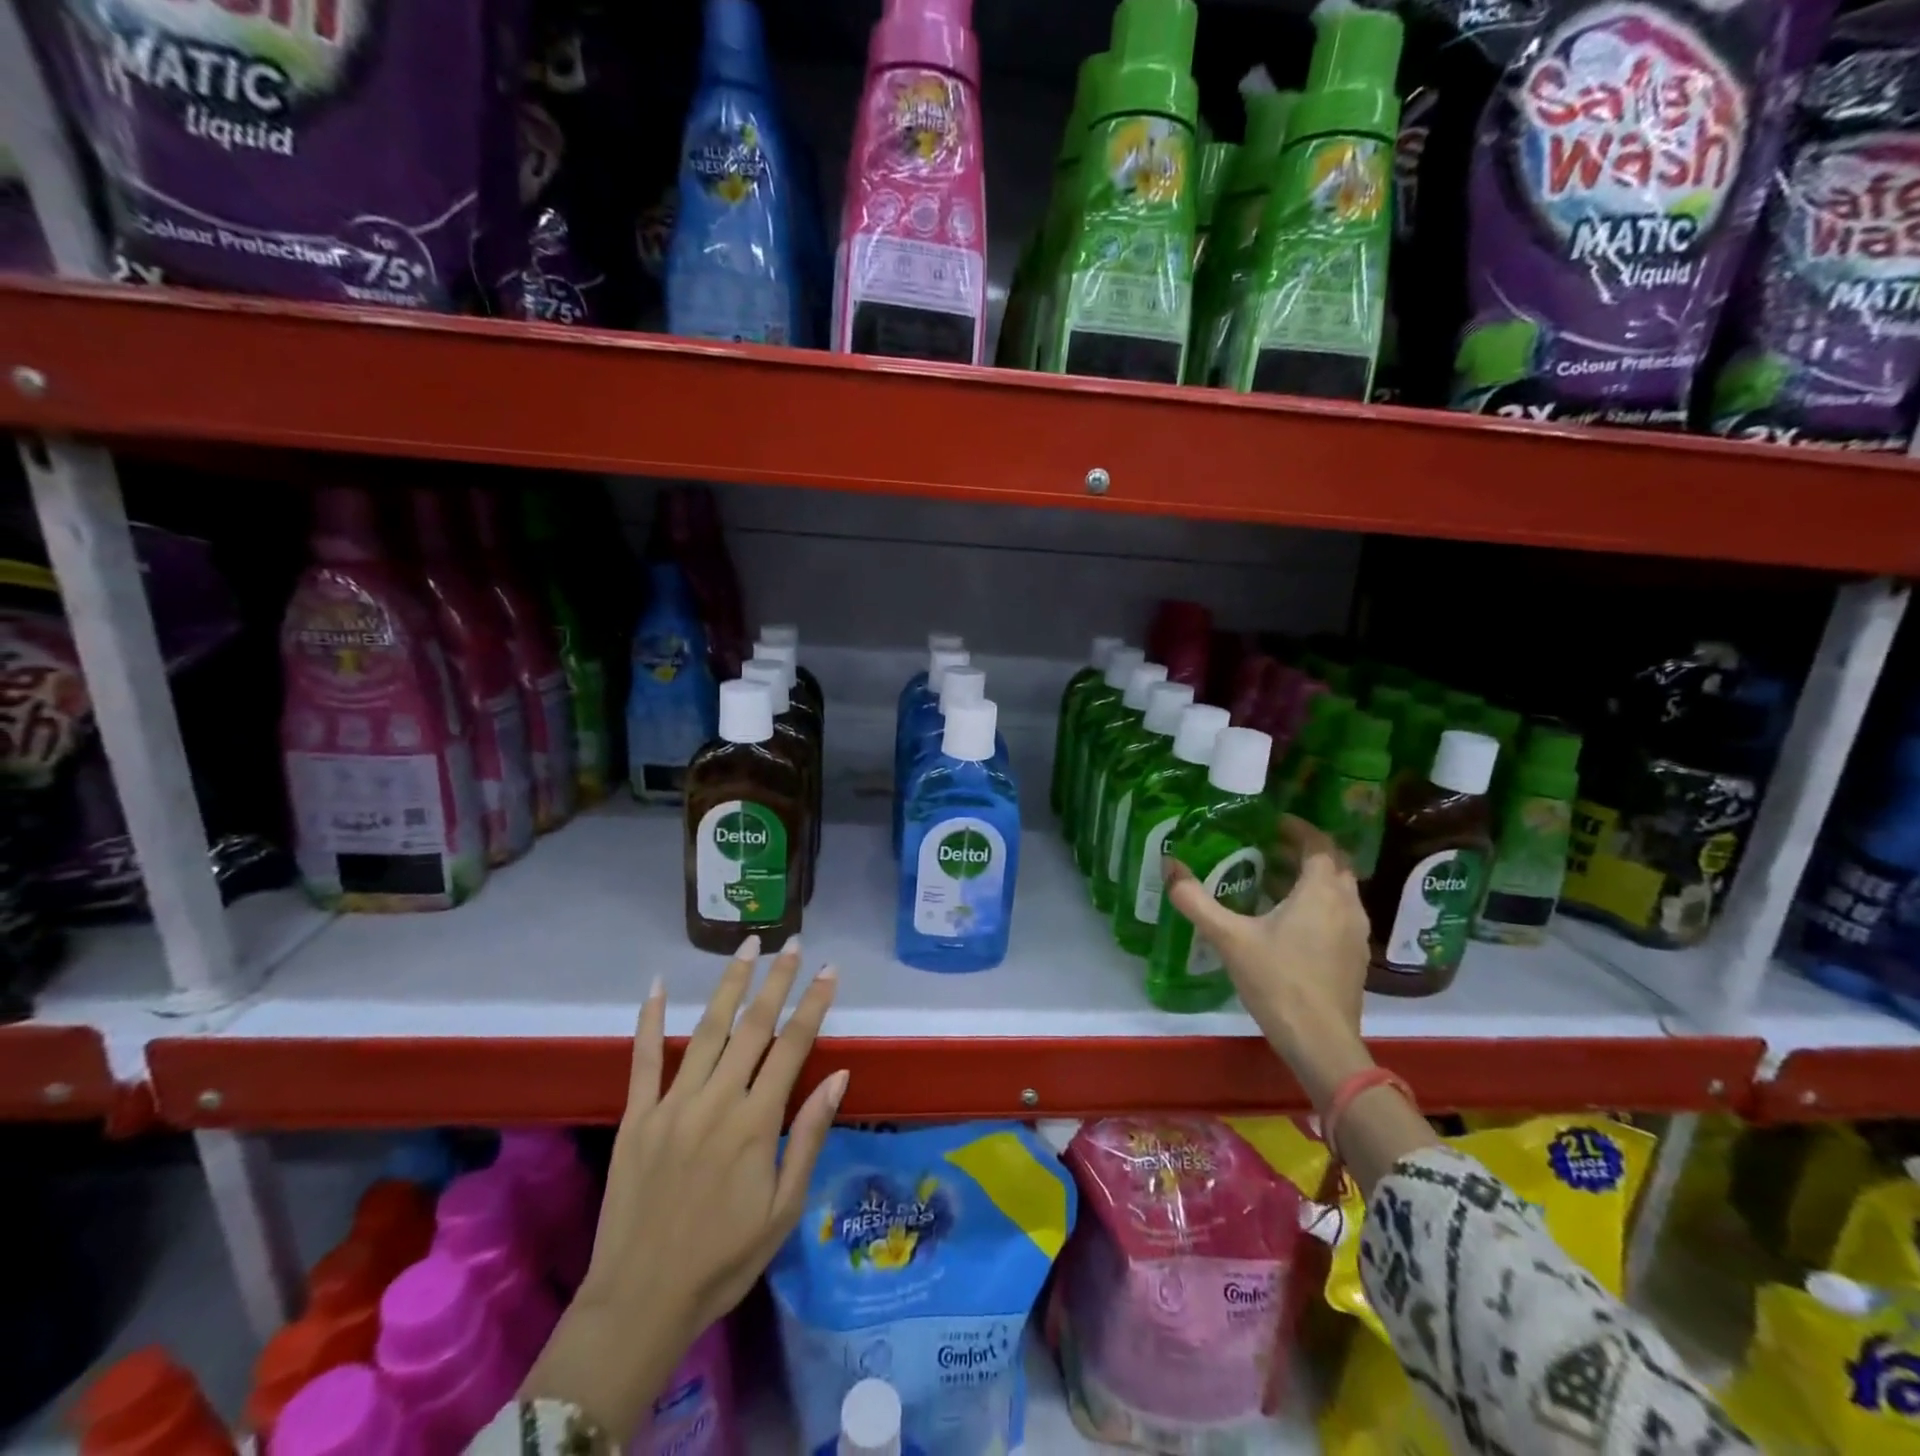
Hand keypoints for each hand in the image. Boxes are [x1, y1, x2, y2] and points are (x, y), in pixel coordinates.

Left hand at [522, 935, 845, 1441]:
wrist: (640, 1301)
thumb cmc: (724, 1260)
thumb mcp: (784, 1209)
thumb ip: (809, 1136)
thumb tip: (840, 1076)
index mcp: (756, 1124)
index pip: (793, 1047)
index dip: (814, 1005)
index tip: (830, 970)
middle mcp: (717, 1101)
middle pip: (754, 1027)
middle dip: (777, 980)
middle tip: (794, 943)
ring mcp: (673, 1104)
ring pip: (708, 1030)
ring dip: (730, 984)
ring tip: (747, 946)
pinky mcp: (637, 1116)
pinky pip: (644, 1059)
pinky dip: (650, 1019)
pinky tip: (658, 984)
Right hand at [1164, 817, 1372, 1103]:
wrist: (1321, 1043)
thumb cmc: (1277, 981)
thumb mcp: (1228, 938)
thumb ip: (1195, 900)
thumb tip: (1168, 864)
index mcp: (1321, 891)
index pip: (1319, 843)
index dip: (1297, 828)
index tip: (1270, 822)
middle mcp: (1347, 905)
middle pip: (1333, 863)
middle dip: (1303, 850)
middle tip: (1267, 847)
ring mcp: (1356, 934)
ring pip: (1338, 890)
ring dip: (1311, 878)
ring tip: (1272, 881)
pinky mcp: (1355, 958)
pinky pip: (1339, 914)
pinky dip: (1317, 904)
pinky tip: (1288, 922)